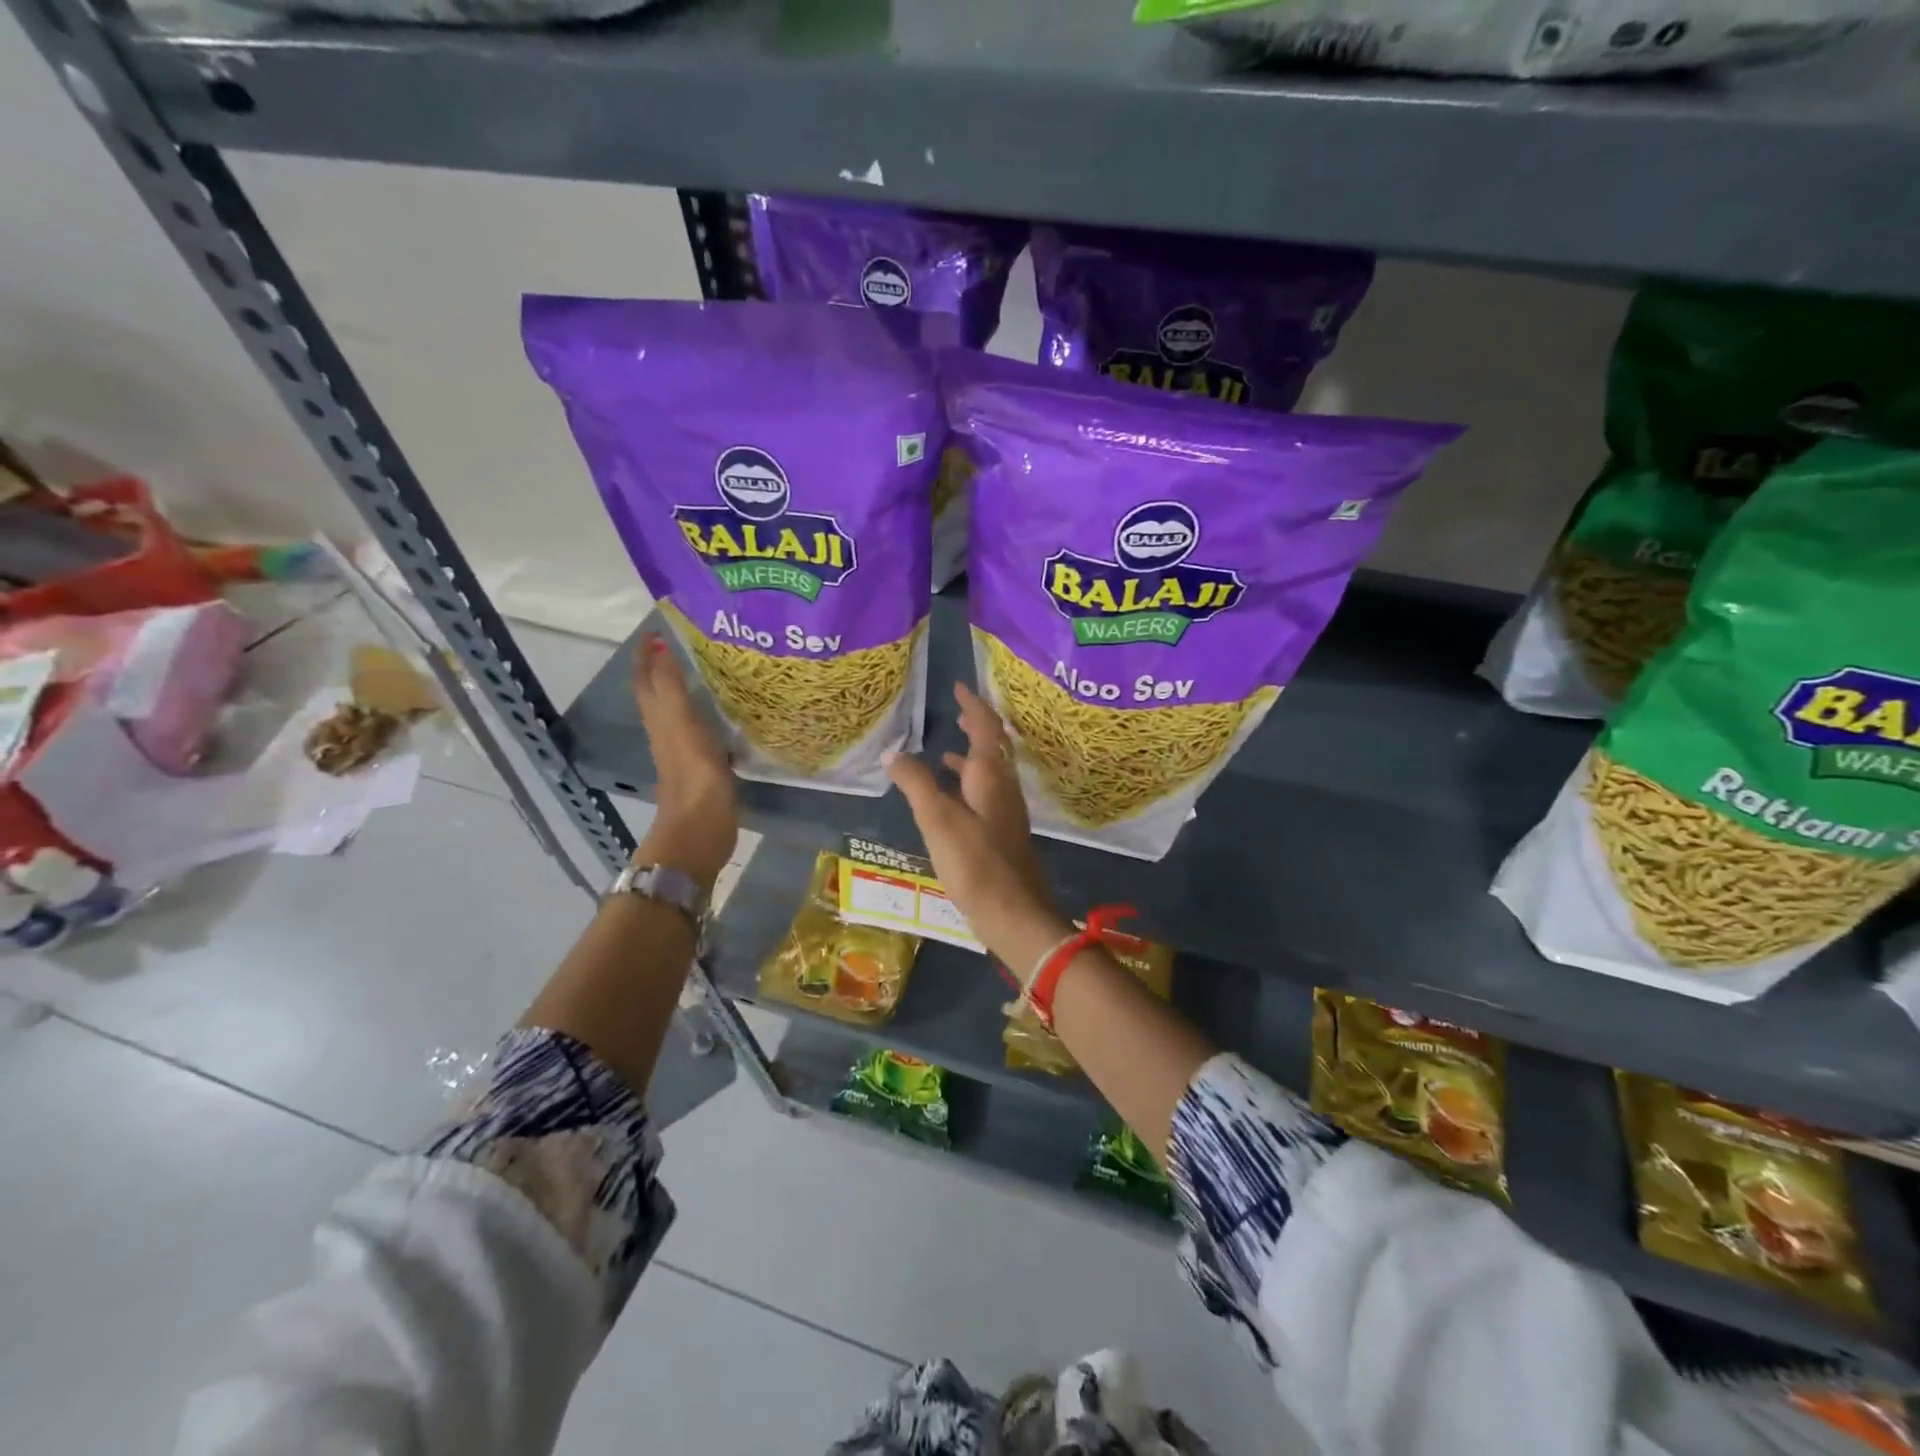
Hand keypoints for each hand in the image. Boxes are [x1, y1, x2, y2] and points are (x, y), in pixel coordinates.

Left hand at [633, 633, 736, 891]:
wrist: (700, 827)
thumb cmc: (693, 774)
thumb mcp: (681, 723)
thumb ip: (671, 687)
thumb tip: (662, 648)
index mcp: (659, 718)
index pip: (647, 679)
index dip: (647, 656)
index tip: (658, 630)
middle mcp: (666, 731)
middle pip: (657, 694)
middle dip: (662, 668)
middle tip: (681, 645)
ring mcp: (683, 750)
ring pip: (676, 711)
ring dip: (683, 689)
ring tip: (703, 670)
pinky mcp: (702, 766)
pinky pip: (697, 729)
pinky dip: (702, 713)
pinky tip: (720, 712)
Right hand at [885, 683, 1065, 962]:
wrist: (1015, 914)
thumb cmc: (976, 863)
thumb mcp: (938, 820)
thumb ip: (916, 783)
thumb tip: (894, 752)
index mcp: (991, 776)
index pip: (986, 728)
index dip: (973, 705)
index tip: (959, 687)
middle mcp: (1004, 788)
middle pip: (994, 747)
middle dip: (977, 726)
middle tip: (957, 710)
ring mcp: (1007, 811)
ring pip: (990, 771)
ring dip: (972, 754)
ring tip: (948, 746)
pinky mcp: (1003, 833)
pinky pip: (986, 793)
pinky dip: (969, 783)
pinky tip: (952, 796)